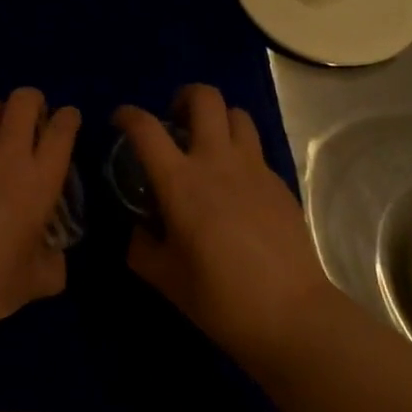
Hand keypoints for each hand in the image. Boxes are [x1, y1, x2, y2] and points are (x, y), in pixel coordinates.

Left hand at [0, 87, 80, 336]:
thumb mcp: (36, 282)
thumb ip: (53, 264)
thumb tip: (54, 259)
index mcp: (40, 181)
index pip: (61, 131)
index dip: (69, 118)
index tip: (70, 118)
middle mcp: (7, 157)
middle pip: (22, 102)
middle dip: (33, 100)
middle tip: (36, 115)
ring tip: (0, 123)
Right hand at [116, 85, 332, 368]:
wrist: (291, 315)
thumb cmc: (219, 298)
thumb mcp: (164, 277)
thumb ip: (141, 246)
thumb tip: (138, 229)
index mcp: (180, 181)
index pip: (146, 128)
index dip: (127, 115)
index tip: (119, 121)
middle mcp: (217, 162)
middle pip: (204, 98)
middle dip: (184, 97)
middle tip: (174, 120)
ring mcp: (254, 168)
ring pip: (237, 114)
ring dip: (217, 119)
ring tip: (208, 143)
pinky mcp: (279, 183)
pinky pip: (256, 150)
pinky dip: (239, 152)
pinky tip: (235, 185)